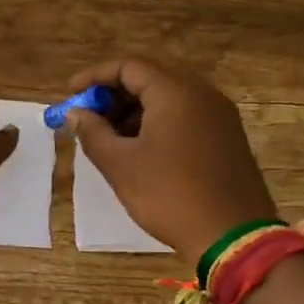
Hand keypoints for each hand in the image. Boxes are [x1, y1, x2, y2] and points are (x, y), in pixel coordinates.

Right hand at [62, 57, 276, 266]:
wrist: (232, 237)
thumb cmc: (169, 195)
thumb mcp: (120, 165)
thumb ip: (92, 132)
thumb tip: (76, 113)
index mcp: (175, 93)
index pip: (129, 66)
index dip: (95, 76)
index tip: (70, 94)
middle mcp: (202, 94)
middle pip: (150, 79)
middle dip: (113, 95)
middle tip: (87, 118)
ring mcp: (219, 116)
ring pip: (168, 99)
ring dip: (134, 111)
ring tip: (109, 139)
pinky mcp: (227, 138)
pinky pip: (185, 117)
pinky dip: (157, 123)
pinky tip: (140, 151)